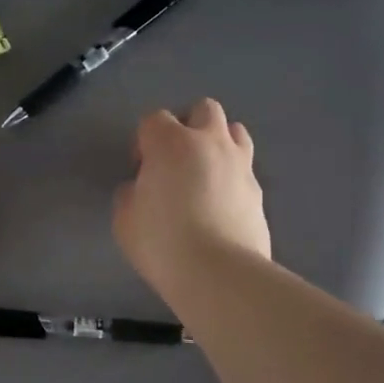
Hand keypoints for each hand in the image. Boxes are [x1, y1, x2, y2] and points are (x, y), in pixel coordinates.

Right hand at [114, 99, 271, 300]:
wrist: (218, 273)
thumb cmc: (162, 241)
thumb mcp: (124, 219)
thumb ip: (130, 193)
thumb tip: (141, 188)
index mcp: (170, 142)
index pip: (154, 119)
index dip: (144, 141)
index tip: (140, 169)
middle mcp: (209, 142)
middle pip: (203, 109)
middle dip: (188, 125)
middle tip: (176, 158)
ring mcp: (240, 164)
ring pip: (235, 131)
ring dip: (218, 142)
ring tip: (205, 173)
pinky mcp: (259, 191)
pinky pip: (245, 169)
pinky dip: (232, 176)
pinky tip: (222, 204)